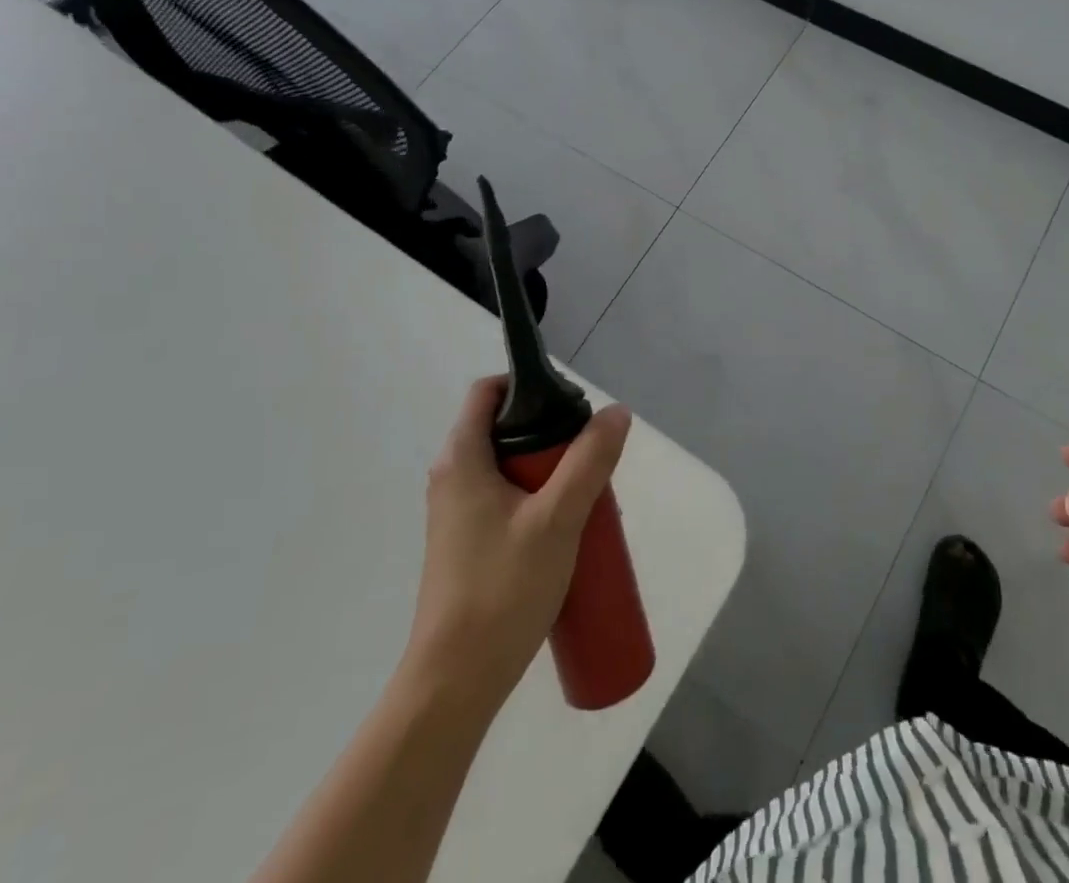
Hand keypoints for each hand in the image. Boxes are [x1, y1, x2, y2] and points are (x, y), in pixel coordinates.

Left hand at [402, 377, 631, 714]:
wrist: (454, 684)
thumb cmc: (501, 590)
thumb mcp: (557, 518)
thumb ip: (589, 461)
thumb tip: (616, 412)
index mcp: (461, 459)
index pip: (488, 392)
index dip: (528, 384)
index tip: (570, 405)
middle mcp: (452, 478)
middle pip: (504, 428)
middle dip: (552, 434)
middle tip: (590, 457)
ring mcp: (457, 514)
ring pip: (509, 468)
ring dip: (550, 472)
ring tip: (587, 497)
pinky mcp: (467, 544)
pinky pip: (506, 500)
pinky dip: (538, 500)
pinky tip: (567, 531)